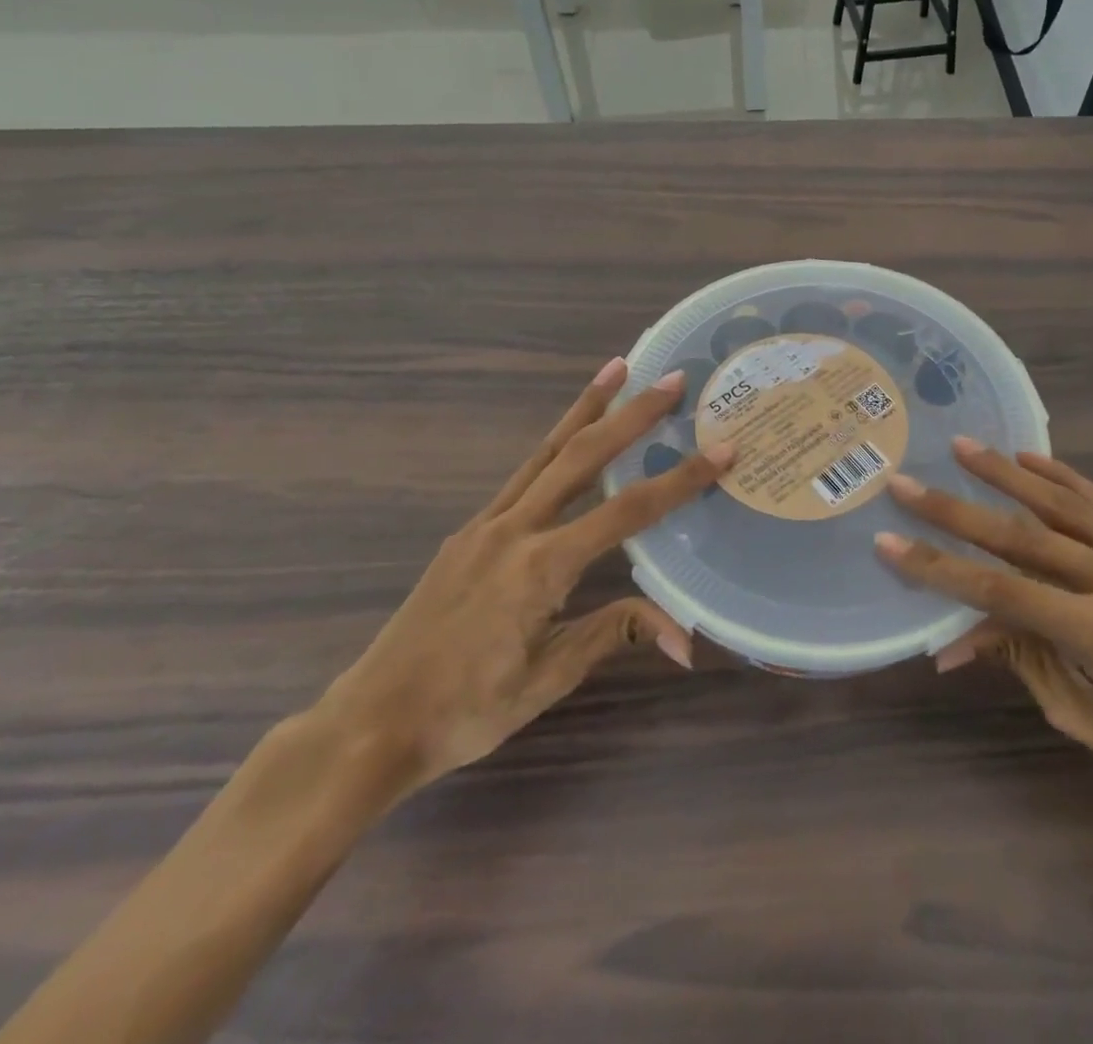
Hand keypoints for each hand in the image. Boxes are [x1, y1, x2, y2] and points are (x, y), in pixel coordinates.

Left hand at [317, 359, 730, 803]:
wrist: (371, 723)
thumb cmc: (466, 710)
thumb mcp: (548, 677)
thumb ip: (613, 633)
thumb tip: (686, 638)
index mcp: (541, 566)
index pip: (628, 512)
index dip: (680, 480)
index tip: (720, 449)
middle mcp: (514, 528)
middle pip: (583, 456)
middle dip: (632, 414)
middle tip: (671, 380)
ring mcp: (486, 524)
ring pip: (545, 451)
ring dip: (586, 408)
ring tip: (617, 368)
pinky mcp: (469, 531)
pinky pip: (522, 474)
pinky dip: (555, 443)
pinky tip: (571, 437)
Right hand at [878, 440, 1092, 834]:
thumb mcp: (1081, 717)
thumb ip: (1019, 658)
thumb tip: (951, 639)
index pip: (1001, 591)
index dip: (939, 567)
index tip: (888, 541)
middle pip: (1024, 537)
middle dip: (956, 510)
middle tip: (907, 483)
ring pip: (1064, 505)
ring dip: (1006, 474)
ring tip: (961, 447)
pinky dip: (1065, 479)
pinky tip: (1030, 459)